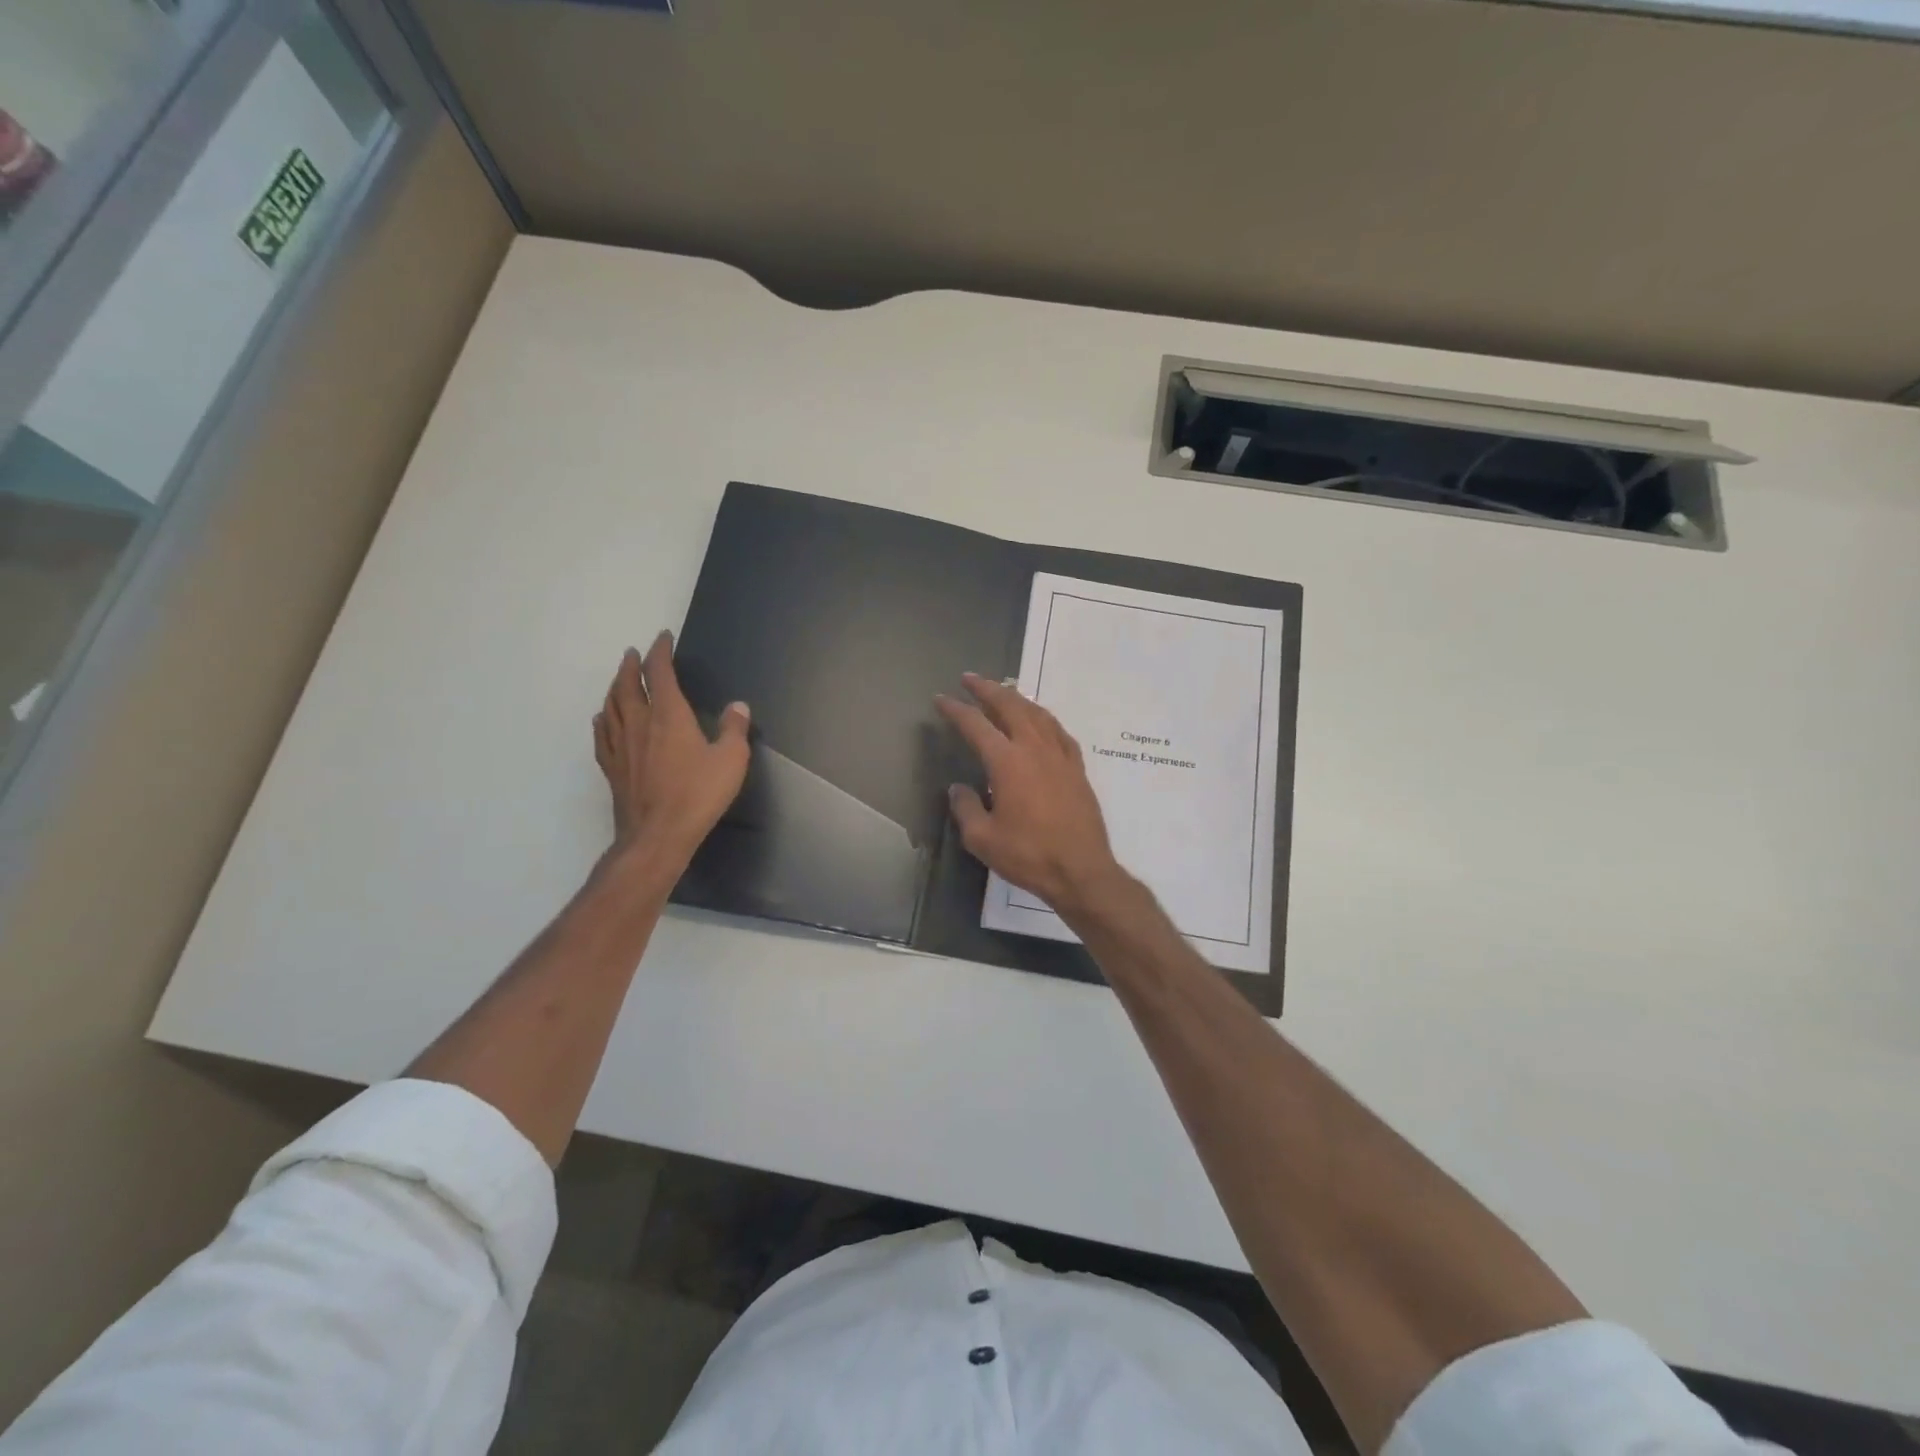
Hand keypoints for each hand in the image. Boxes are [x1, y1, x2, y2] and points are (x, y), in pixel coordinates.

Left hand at [593, 632, 749, 864]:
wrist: (658, 835)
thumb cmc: (698, 794)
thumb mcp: (731, 760)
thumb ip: (734, 729)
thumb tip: (737, 707)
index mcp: (668, 715)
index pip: (659, 673)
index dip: (660, 652)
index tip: (663, 639)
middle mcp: (639, 723)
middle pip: (626, 685)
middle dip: (630, 666)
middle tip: (633, 654)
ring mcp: (621, 746)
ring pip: (611, 707)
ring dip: (614, 688)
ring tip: (618, 680)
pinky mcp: (613, 768)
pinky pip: (602, 735)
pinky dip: (602, 720)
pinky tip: (602, 719)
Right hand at [935, 673, 1125, 916]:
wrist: (1081, 870)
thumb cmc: (1028, 855)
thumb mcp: (982, 839)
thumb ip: (966, 808)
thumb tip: (958, 788)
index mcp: (1007, 762)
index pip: (976, 725)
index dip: (956, 710)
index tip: (941, 699)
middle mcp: (1034, 748)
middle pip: (1010, 706)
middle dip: (987, 689)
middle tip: (970, 679)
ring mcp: (1060, 755)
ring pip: (1037, 713)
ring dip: (1016, 698)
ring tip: (1002, 692)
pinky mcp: (1077, 768)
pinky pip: (1058, 730)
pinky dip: (1043, 718)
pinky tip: (1039, 721)